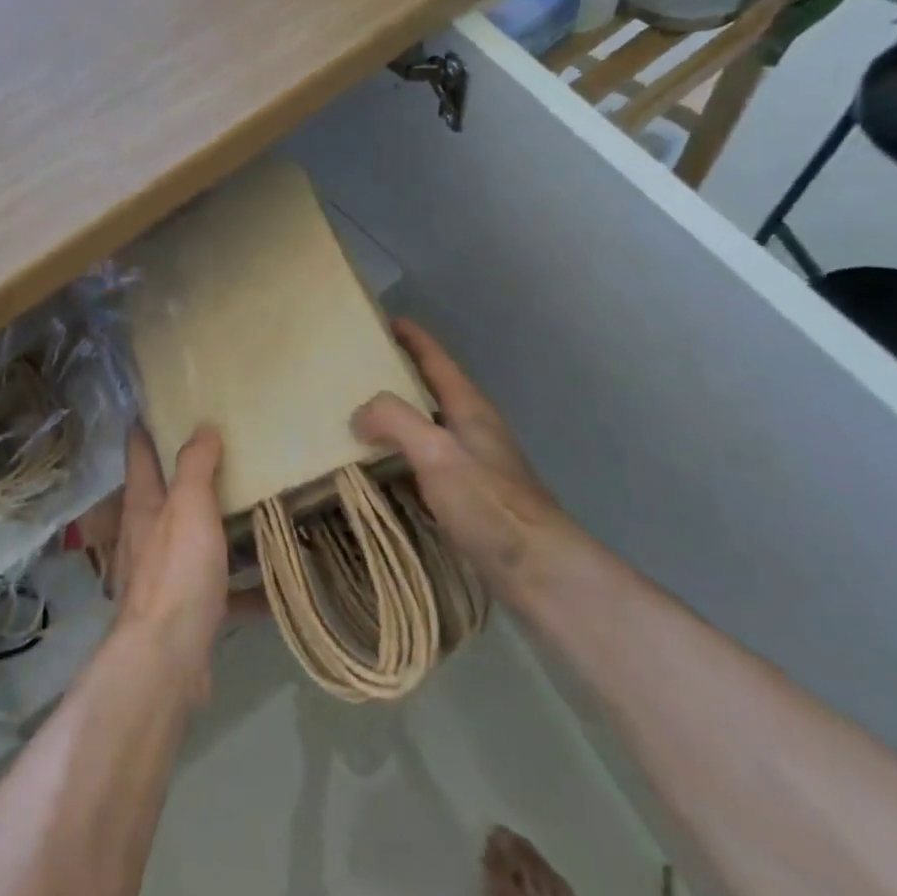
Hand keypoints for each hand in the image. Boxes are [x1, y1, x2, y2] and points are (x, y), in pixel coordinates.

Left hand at [112, 423, 230, 702]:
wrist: (167, 660)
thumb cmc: (175, 572)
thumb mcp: (188, 507)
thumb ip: (195, 466)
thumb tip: (202, 426)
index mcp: (142, 503)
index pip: (139, 451)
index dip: (147, 426)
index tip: (163, 405)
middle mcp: (145, 534)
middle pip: (163, 494)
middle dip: (186, 475)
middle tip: (223, 453)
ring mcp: (162, 574)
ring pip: (190, 540)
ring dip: (214, 528)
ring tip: (251, 510)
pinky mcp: (184, 610)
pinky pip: (217, 590)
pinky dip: (240, 586)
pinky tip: (271, 587)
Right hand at [351, 319, 574, 607]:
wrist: (542, 575)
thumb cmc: (490, 505)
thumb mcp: (436, 452)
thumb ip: (394, 420)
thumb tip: (359, 413)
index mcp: (469, 408)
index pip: (436, 359)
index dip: (411, 337)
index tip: (380, 320)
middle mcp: (472, 429)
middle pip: (430, 389)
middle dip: (396, 375)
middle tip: (354, 370)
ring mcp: (473, 464)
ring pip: (426, 426)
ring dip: (395, 417)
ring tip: (356, 416)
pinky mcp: (468, 498)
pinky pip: (424, 461)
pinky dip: (398, 455)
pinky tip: (378, 469)